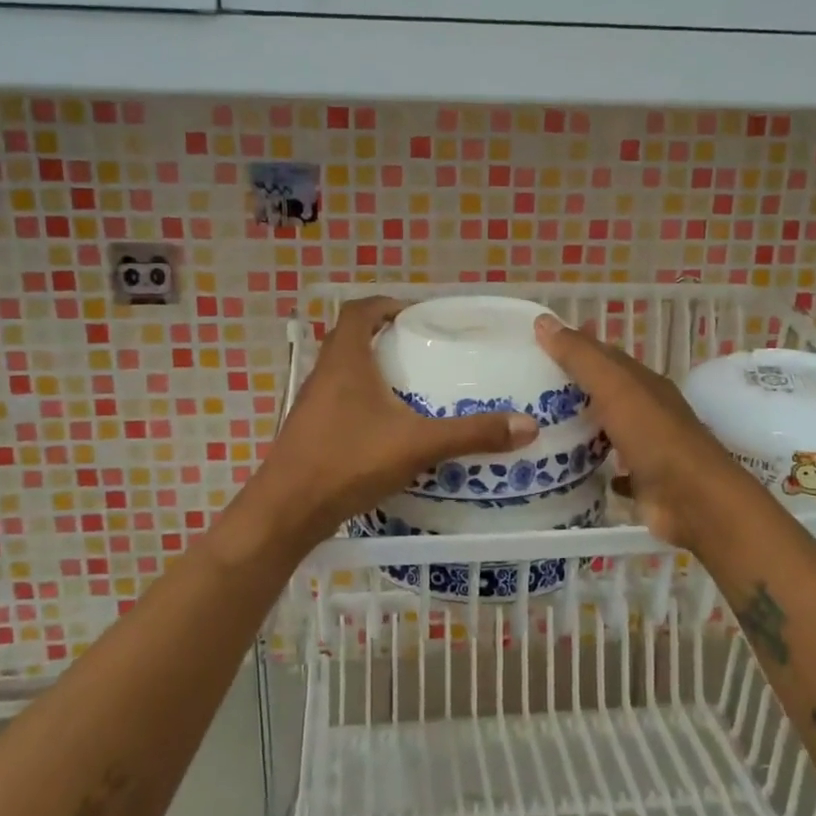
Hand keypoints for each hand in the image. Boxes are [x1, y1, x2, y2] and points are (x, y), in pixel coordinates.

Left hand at [242, 297, 539, 547]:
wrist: (288, 511)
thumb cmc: (348, 462)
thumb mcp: (417, 444)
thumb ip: (471, 434)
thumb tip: (527, 425)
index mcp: (345, 360)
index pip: (359, 310)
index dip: (386, 304)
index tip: (417, 316)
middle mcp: (324, 374)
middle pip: (350, 338)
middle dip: (384, 338)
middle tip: (422, 350)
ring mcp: (312, 404)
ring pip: (343, 372)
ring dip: (372, 371)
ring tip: (412, 387)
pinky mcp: (310, 431)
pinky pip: (339, 401)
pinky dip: (363, 402)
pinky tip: (388, 428)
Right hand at [534, 314, 763, 552]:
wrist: (694, 501)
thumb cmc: (654, 437)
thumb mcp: (615, 387)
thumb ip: (581, 356)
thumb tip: (543, 321)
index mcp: (643, 383)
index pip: (604, 356)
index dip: (572, 348)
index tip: (535, 347)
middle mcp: (647, 411)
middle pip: (604, 393)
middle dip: (571, 389)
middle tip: (525, 390)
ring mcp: (646, 448)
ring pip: (607, 430)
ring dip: (580, 427)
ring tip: (536, 427)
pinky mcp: (642, 482)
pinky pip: (612, 469)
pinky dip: (593, 466)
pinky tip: (567, 469)